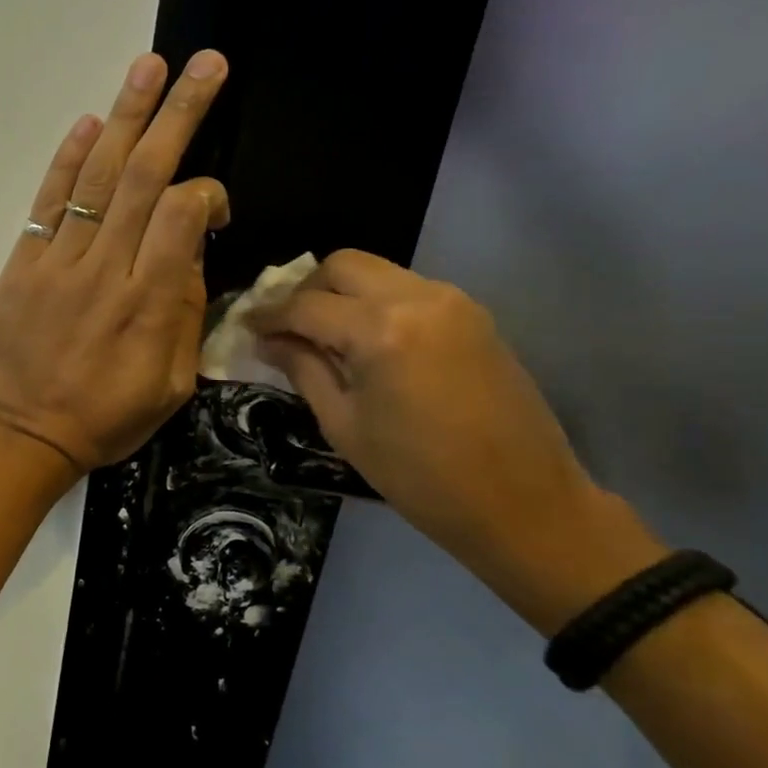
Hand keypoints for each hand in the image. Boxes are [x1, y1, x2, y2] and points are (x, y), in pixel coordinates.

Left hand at [0, 51, 230, 476]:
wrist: (22, 435)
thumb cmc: (104, 419)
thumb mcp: (169, 387)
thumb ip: (185, 316)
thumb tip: (189, 253)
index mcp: (148, 303)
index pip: (181, 215)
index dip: (206, 192)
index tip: (215, 205)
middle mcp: (105, 270)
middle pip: (144, 177)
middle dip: (178, 115)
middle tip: (204, 64)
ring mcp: (58, 263)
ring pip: (96, 178)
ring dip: (125, 117)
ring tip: (149, 67)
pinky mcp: (22, 265)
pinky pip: (48, 204)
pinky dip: (67, 162)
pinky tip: (89, 123)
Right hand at [248, 251, 664, 631]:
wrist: (522, 502)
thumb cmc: (419, 476)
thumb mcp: (344, 426)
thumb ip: (303, 369)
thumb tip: (268, 341)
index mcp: (381, 331)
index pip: (306, 305)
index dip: (268, 315)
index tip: (245, 326)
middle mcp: (418, 298)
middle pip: (343, 265)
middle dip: (305, 290)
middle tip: (286, 327)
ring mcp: (452, 302)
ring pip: (378, 272)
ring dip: (342, 293)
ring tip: (322, 335)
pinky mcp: (473, 314)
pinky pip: (407, 289)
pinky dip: (376, 303)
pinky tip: (365, 341)